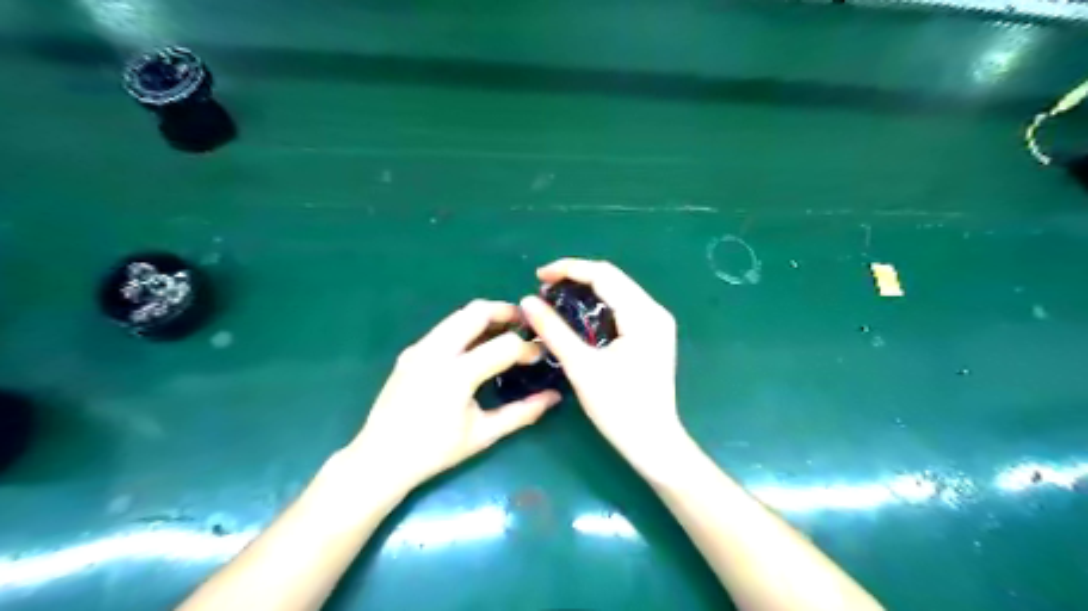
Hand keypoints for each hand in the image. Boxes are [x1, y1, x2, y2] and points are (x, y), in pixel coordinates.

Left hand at [345, 299, 559, 491]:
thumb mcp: (484, 434)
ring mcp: (420, 348)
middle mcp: (436, 352)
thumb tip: (554, 397)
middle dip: (506, 312)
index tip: (540, 356)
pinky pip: (444, 328)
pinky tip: (475, 347)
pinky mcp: (411, 351)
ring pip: (458, 315)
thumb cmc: (435, 451)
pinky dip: (466, 328)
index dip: (528, 348)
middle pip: (477, 311)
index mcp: (456, 374)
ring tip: (504, 331)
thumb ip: (522, 412)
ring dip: (485, 317)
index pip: (504, 346)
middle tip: (525, 323)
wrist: (380, 458)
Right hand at [523, 260, 682, 465]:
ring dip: (586, 291)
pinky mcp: (652, 336)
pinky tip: (578, 316)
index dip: (569, 269)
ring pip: (617, 292)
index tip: (538, 276)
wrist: (653, 442)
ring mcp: (657, 324)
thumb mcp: (581, 367)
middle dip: (576, 278)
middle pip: (612, 279)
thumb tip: (527, 301)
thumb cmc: (619, 408)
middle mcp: (655, 312)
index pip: (603, 275)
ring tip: (555, 299)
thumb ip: (553, 330)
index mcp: (644, 315)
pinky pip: (622, 308)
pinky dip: (598, 306)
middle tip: (543, 289)